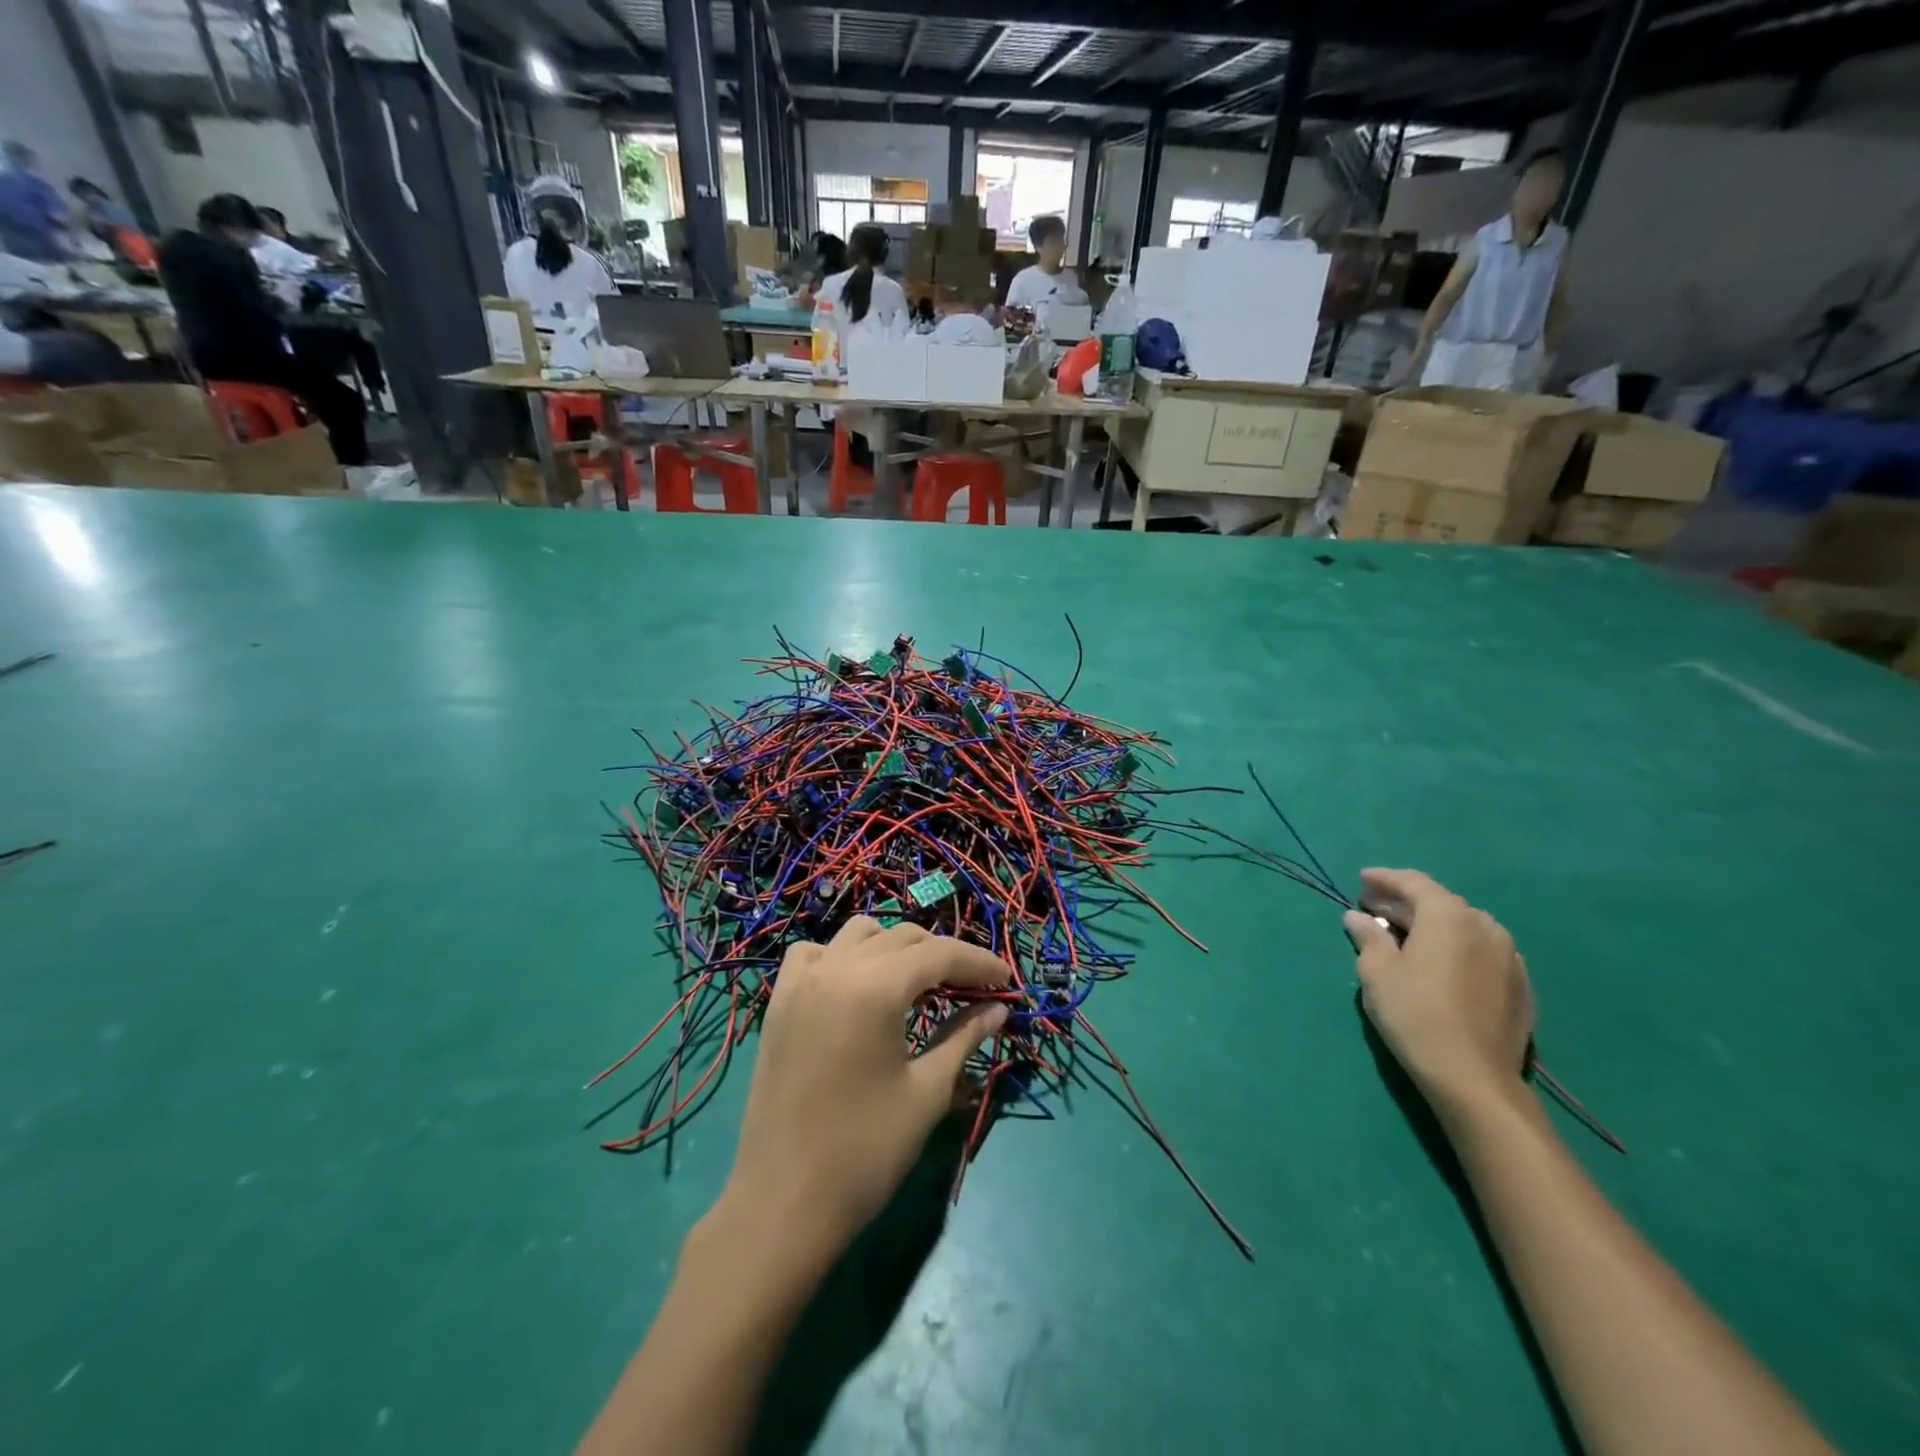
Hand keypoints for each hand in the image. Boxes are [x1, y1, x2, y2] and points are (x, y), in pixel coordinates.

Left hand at [721, 918, 1009, 1255]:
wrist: (783, 1203)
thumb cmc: (865, 1152)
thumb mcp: (927, 1092)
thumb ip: (963, 1038)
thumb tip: (997, 1009)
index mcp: (875, 987)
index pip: (939, 954)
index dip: (979, 964)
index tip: (1007, 982)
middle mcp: (836, 967)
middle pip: (903, 939)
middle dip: (944, 957)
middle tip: (974, 990)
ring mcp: (801, 981)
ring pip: (859, 935)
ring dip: (896, 949)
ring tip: (919, 984)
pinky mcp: (779, 1001)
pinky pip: (816, 953)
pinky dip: (844, 956)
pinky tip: (858, 986)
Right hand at [1345, 869, 1533, 1116]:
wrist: (1474, 1078)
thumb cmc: (1415, 1014)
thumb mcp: (1377, 971)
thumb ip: (1368, 936)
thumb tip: (1358, 917)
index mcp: (1449, 916)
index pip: (1414, 883)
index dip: (1385, 878)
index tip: (1361, 879)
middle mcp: (1485, 927)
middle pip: (1441, 903)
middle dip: (1405, 903)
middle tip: (1374, 908)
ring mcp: (1510, 957)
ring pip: (1464, 927)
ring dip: (1432, 925)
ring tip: (1405, 936)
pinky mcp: (1521, 987)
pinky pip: (1481, 952)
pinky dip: (1455, 948)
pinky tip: (1438, 965)